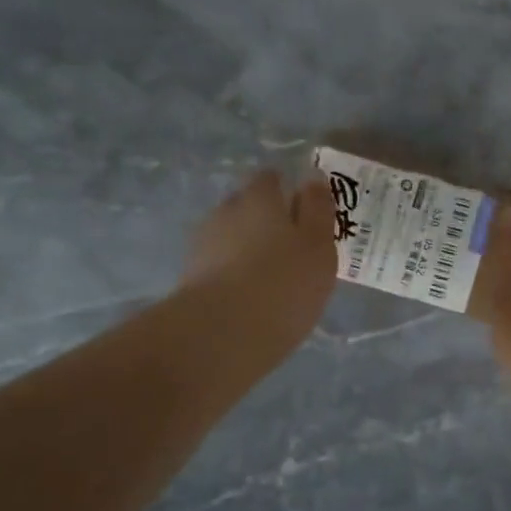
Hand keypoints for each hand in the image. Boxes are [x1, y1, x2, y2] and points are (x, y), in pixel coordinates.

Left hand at [184, 170, 336, 353]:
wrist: (222, 333)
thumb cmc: (284, 282)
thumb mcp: (318, 244)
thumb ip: (318, 209)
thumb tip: (312, 177)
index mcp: (259, 197)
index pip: (270, 178)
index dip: (287, 191)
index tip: (304, 213)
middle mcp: (226, 211)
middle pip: (248, 206)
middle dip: (266, 219)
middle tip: (292, 247)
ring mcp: (203, 244)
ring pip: (232, 236)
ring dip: (248, 248)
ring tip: (272, 277)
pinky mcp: (191, 278)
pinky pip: (220, 265)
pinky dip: (234, 273)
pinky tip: (250, 295)